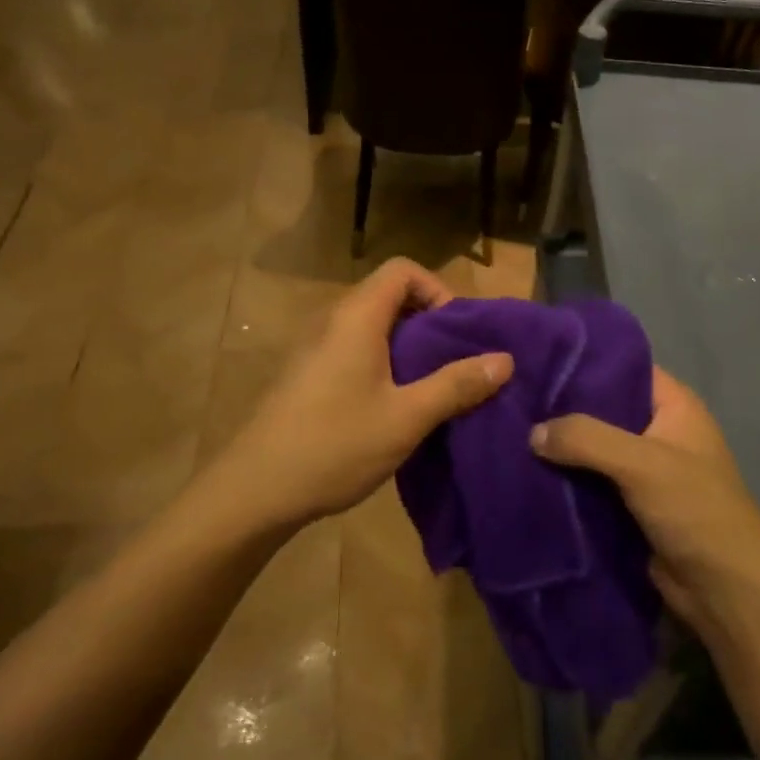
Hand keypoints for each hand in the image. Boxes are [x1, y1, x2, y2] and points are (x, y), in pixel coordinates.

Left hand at [204, 259, 512, 531]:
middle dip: (428, 321)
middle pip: (388, 295)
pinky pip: (353, 349)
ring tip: (431, 386)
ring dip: (406, 346)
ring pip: (371, 325)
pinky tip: (393, 405)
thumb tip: (505, 360)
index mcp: (357, 316)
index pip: (402, 270)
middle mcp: (332, 320)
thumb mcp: (406, 417)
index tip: (456, 332)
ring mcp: (314, 347)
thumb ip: (456, 385)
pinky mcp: (306, 374)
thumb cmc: (335, 444)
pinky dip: (382, 362)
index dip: (437, 289)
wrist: (255, 490)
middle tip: (453, 362)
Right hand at [530, 369, 759, 630]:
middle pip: (601, 408)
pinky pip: (589, 482)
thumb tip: (532, 433)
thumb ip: (586, 438)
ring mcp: (642, 470)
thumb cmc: (695, 510)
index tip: (535, 358)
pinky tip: (524, 471)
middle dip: (561, 407)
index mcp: (673, 405)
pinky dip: (564, 479)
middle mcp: (657, 430)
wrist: (725, 591)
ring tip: (508, 431)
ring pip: (591, 448)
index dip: (582, 362)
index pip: (622, 367)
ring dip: (559, 447)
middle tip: (512, 396)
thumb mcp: (642, 463)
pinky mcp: (628, 505)